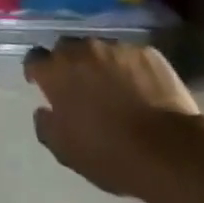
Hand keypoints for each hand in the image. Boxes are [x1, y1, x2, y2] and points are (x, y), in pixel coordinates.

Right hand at [25, 38, 203, 196]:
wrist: (169, 150)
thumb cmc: (110, 154)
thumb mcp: (65, 150)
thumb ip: (46, 125)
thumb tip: (44, 111)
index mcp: (57, 72)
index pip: (34, 58)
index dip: (37, 70)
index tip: (41, 83)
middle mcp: (83, 51)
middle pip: (66, 48)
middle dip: (68, 63)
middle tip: (79, 85)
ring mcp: (117, 48)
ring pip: (100, 50)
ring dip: (100, 64)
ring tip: (113, 86)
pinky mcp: (147, 53)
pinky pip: (130, 56)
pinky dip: (129, 68)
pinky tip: (140, 88)